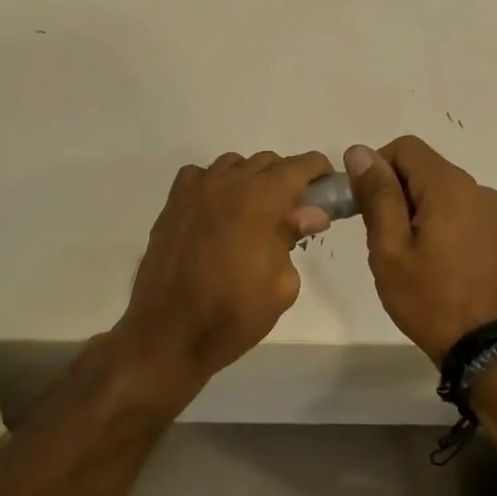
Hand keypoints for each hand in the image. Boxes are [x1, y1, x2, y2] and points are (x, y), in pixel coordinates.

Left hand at [114, 150, 333, 383]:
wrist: (169, 333)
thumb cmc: (233, 313)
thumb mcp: (281, 284)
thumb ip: (294, 237)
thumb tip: (310, 213)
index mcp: (260, 200)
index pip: (297, 167)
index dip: (317, 169)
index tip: (327, 183)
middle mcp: (226, 184)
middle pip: (265, 162)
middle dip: (286, 178)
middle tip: (294, 209)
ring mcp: (194, 192)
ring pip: (232, 165)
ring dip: (251, 179)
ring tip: (256, 211)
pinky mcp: (171, 206)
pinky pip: (199, 176)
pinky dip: (215, 183)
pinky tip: (218, 210)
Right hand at [346, 136, 496, 364]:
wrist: (486, 347)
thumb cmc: (429, 298)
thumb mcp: (390, 247)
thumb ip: (376, 195)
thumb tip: (359, 151)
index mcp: (449, 186)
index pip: (404, 147)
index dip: (375, 167)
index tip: (361, 204)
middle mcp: (476, 188)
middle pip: (422, 167)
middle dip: (392, 191)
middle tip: (378, 236)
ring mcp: (491, 211)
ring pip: (438, 190)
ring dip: (412, 208)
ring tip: (403, 253)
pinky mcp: (496, 233)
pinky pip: (456, 210)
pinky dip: (434, 221)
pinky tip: (428, 259)